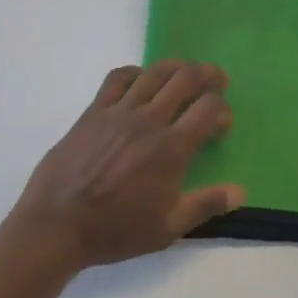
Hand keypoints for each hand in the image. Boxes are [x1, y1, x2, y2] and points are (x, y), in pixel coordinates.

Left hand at [7, 62, 244, 271]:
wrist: (57, 225)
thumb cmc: (115, 230)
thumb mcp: (167, 228)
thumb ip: (206, 205)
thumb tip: (241, 191)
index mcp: (171, 148)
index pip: (208, 108)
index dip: (223, 109)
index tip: (223, 123)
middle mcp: (148, 120)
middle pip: (186, 78)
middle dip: (208, 74)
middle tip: (217, 80)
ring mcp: (119, 111)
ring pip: (155, 72)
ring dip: (177, 67)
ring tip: (186, 74)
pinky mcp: (94, 110)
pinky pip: (118, 78)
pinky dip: (137, 72)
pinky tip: (142, 81)